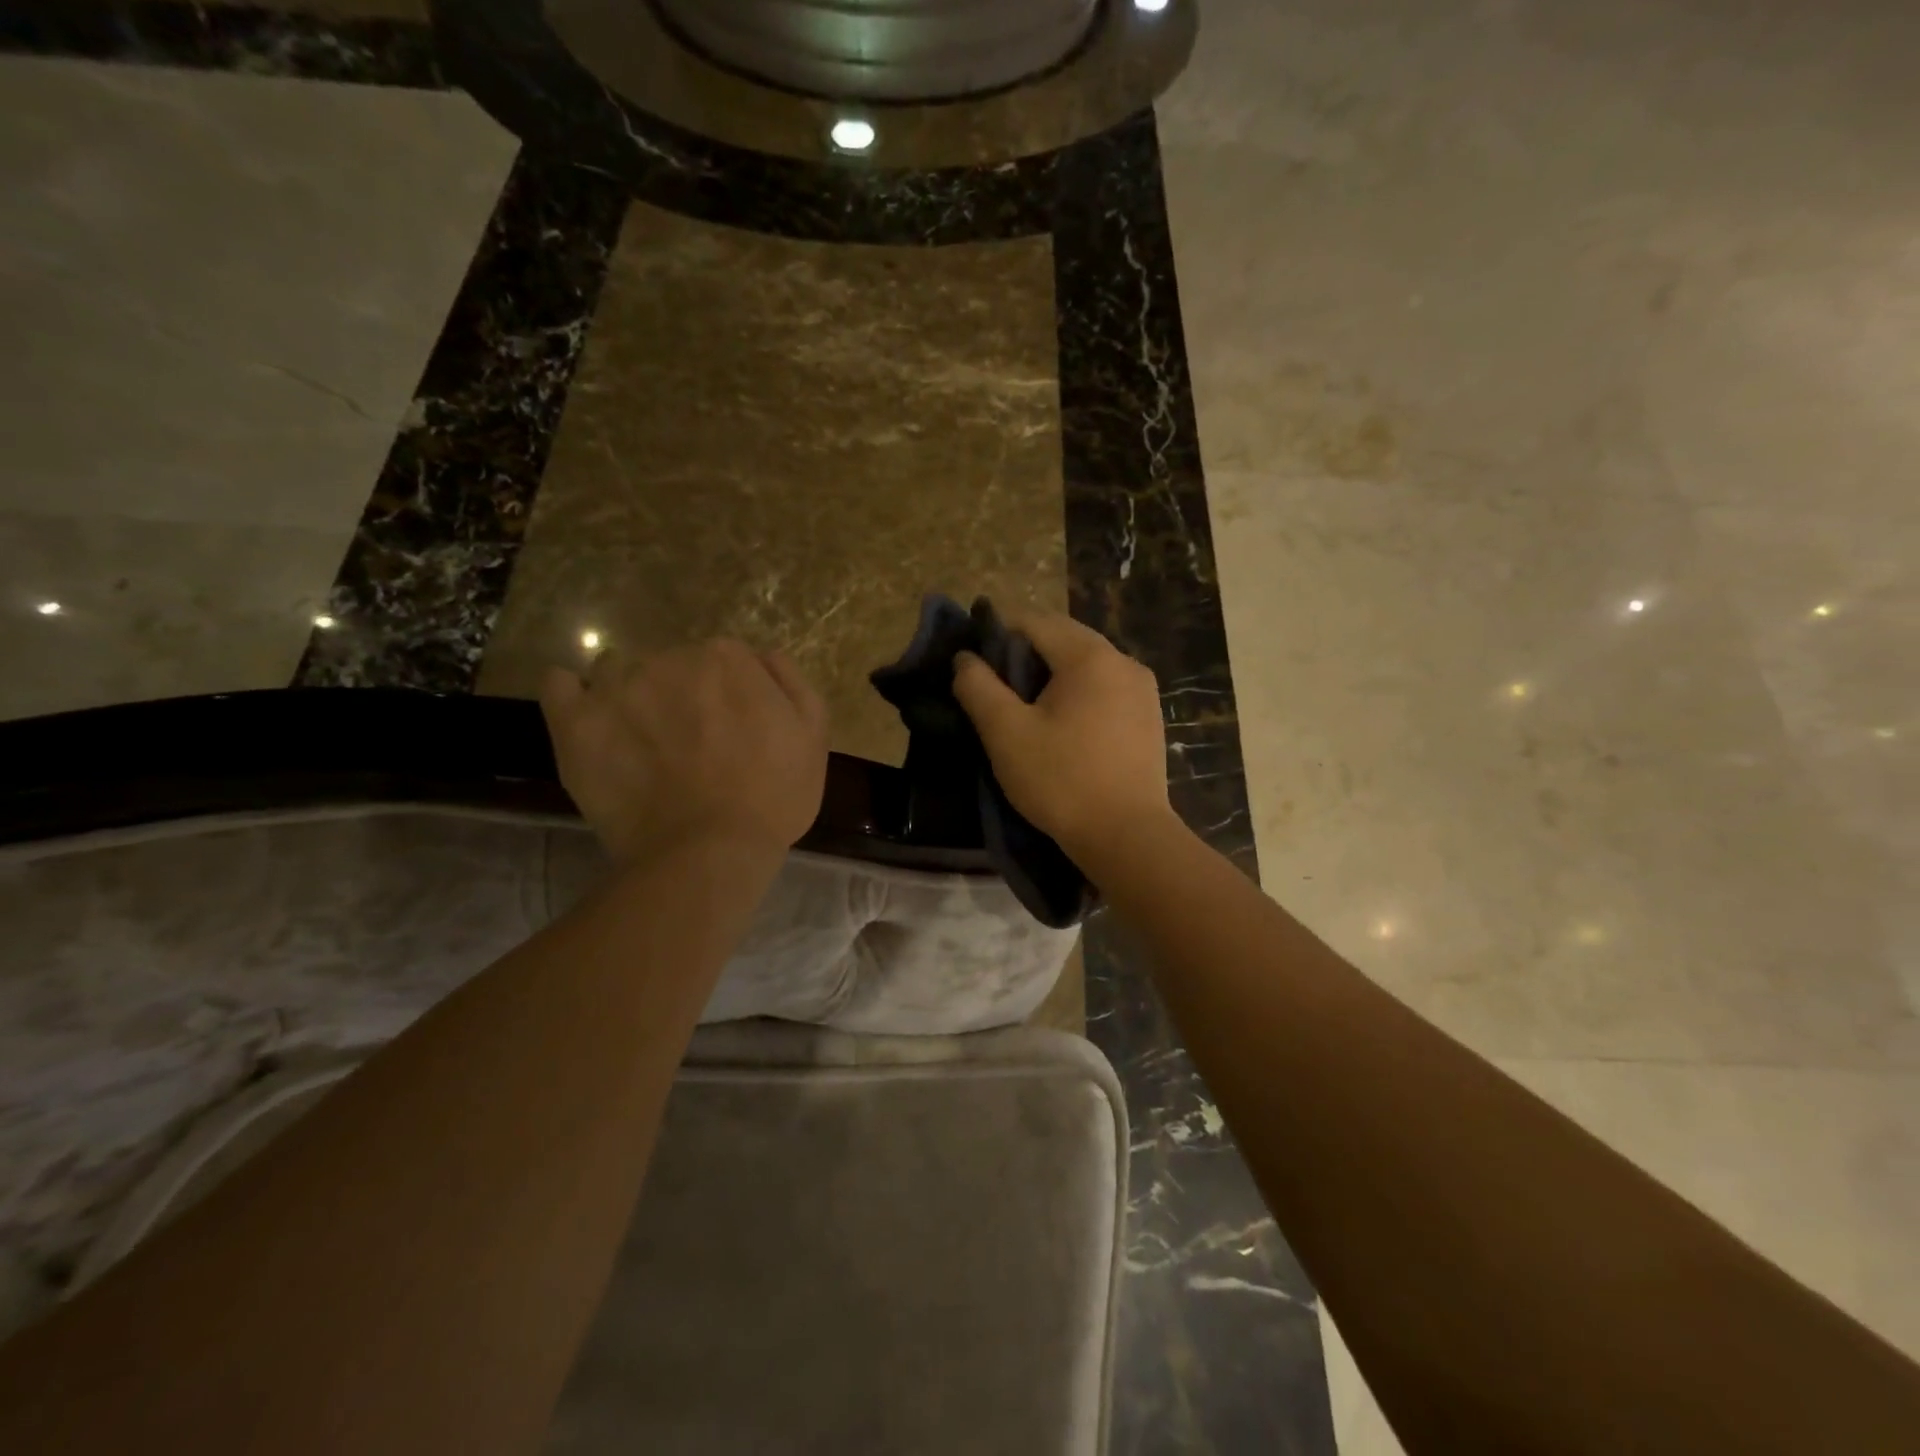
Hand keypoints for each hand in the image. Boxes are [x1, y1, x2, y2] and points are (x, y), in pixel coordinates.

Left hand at [540, 640, 828, 865]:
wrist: (710, 853)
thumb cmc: (773, 797)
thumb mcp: (812, 736)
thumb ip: (789, 682)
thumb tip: (762, 656)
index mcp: (727, 659)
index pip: (723, 661)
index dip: (729, 695)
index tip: (732, 730)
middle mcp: (670, 659)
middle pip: (672, 664)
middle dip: (682, 694)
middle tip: (691, 744)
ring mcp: (617, 689)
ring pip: (618, 671)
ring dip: (630, 695)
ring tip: (640, 739)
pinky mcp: (576, 724)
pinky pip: (559, 685)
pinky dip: (570, 691)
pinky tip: (584, 710)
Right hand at [951, 612, 1172, 859]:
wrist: (1126, 837)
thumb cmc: (1061, 781)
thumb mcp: (1006, 733)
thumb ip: (978, 687)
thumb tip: (965, 658)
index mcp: (1089, 656)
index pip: (1034, 621)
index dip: (997, 632)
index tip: (973, 659)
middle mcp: (1123, 661)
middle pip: (1063, 638)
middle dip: (1025, 654)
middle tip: (995, 688)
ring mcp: (1143, 689)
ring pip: (1086, 664)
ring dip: (1052, 675)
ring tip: (1026, 709)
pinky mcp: (1150, 717)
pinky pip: (1105, 688)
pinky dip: (1078, 694)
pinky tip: (1063, 726)